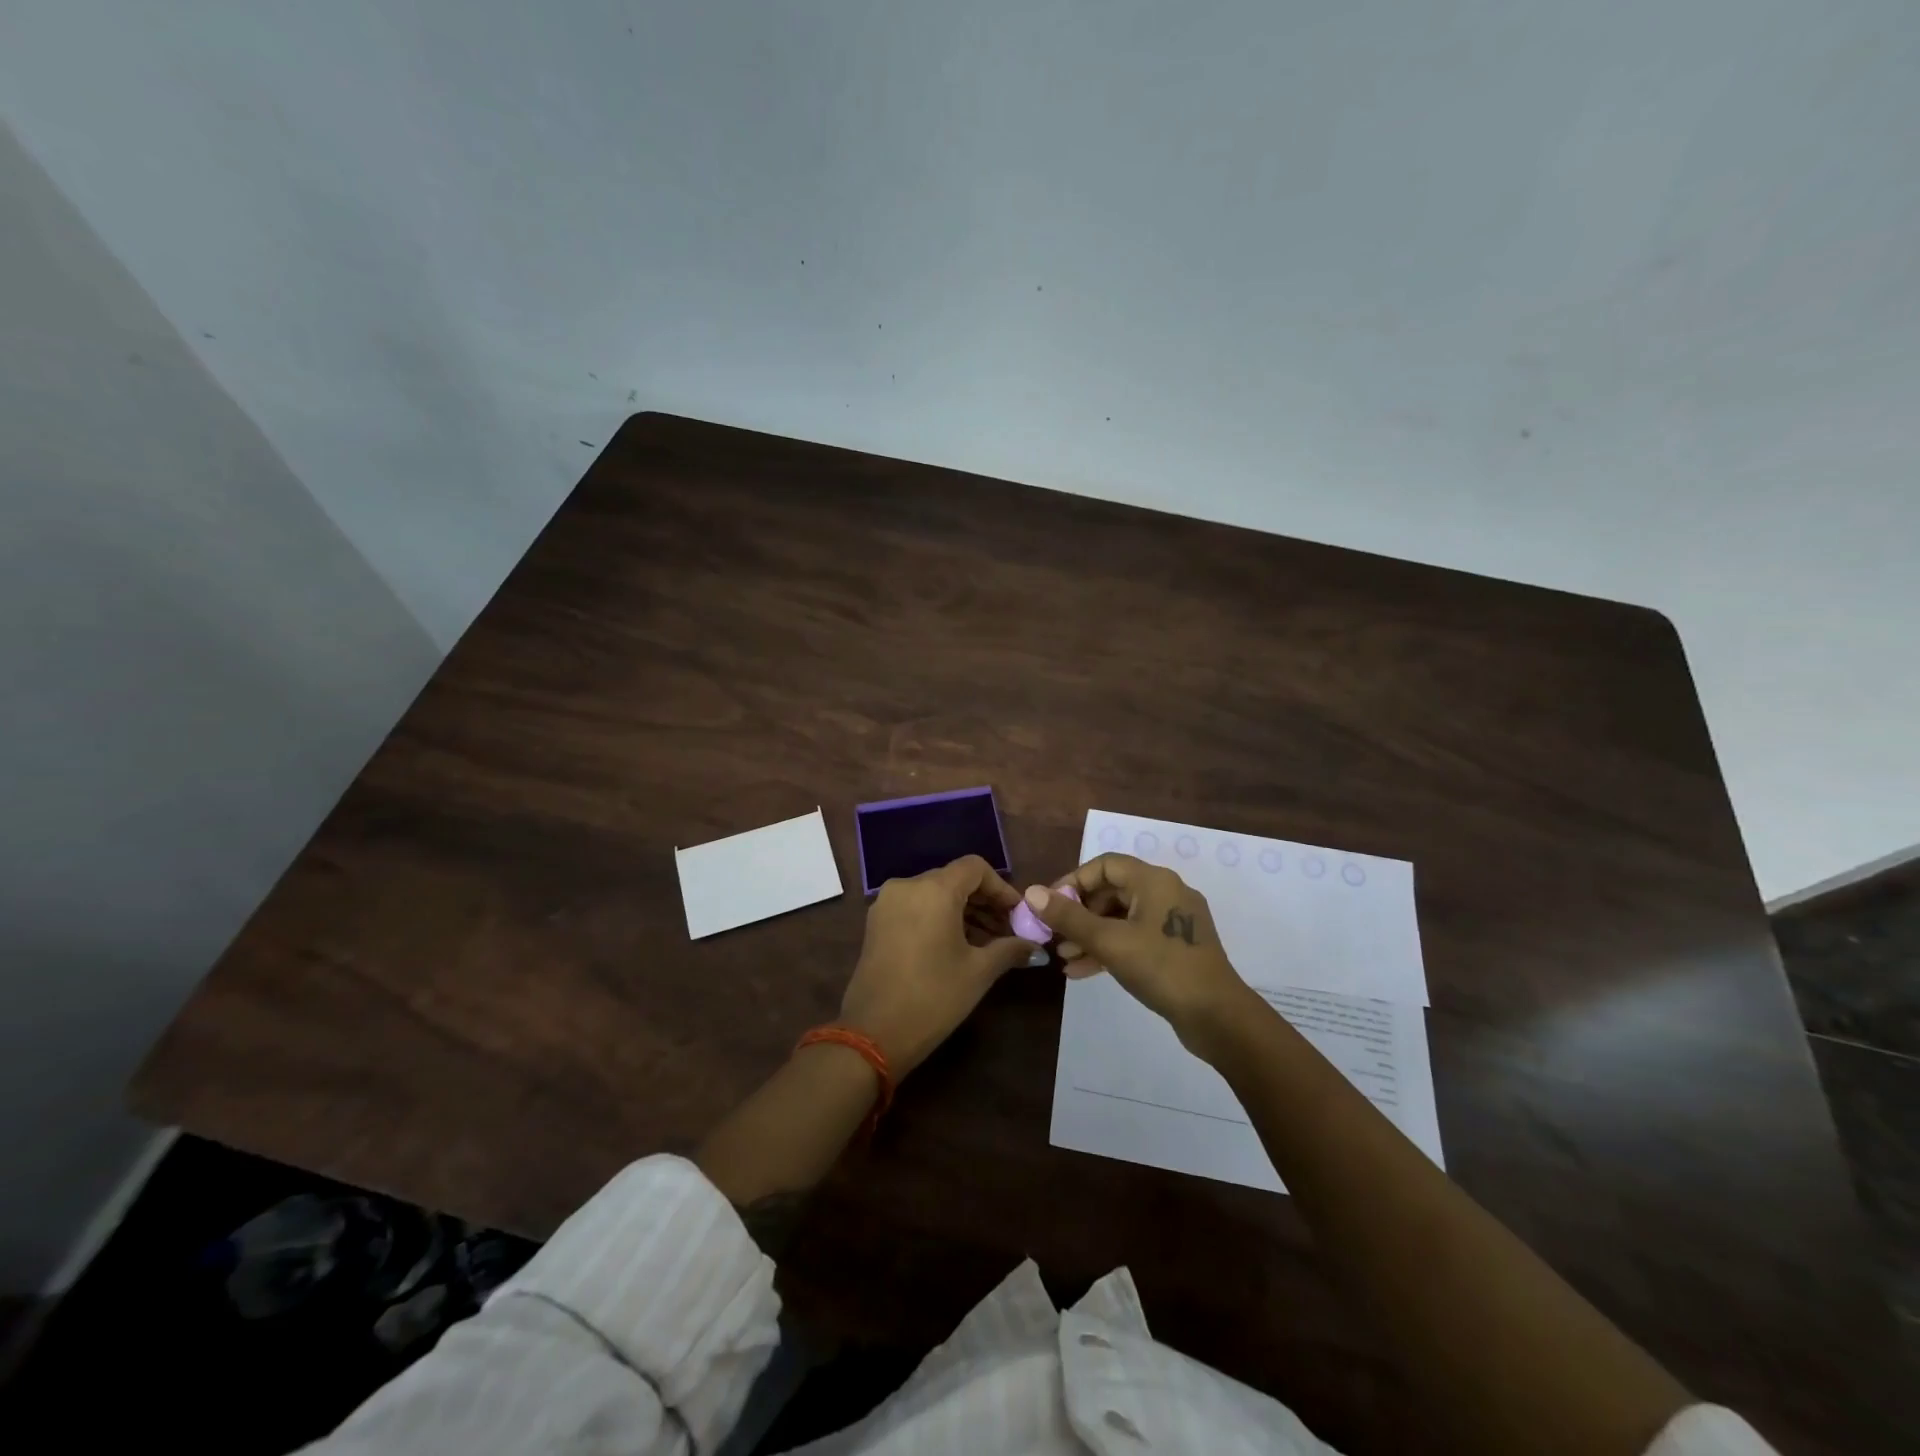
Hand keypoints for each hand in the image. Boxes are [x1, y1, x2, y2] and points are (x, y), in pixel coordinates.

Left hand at [840, 856, 1033, 1076]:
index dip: (1001, 888)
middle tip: (1008, 931)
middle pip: (954, 879)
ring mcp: (887, 904)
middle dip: (984, 902)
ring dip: (963, 911)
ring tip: (988, 943)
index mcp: (934, 890)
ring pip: (934, 894)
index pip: (975, 868)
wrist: (873, 1034)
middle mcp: (907, 886)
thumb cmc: (933, 997)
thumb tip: (1035, 946)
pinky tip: (957, 946)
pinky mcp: (876, 923)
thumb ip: (1010, 949)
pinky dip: (939, 918)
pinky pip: (916, 907)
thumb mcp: (979, 972)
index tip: (1018, 915)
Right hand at [1022, 854, 1258, 1054]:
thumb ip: (1069, 917)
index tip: (1050, 905)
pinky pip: (1135, 938)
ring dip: (1090, 934)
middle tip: (1054, 934)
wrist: (1217, 1017)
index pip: (1104, 866)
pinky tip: (1082, 971)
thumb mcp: (1109, 942)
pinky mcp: (1176, 948)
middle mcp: (1166, 893)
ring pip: (1122, 918)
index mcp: (1154, 881)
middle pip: (1112, 891)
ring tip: (1064, 956)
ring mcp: (1173, 922)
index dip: (1073, 881)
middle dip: (1079, 913)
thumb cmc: (1161, 968)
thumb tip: (1031, 893)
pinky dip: (1110, 949)